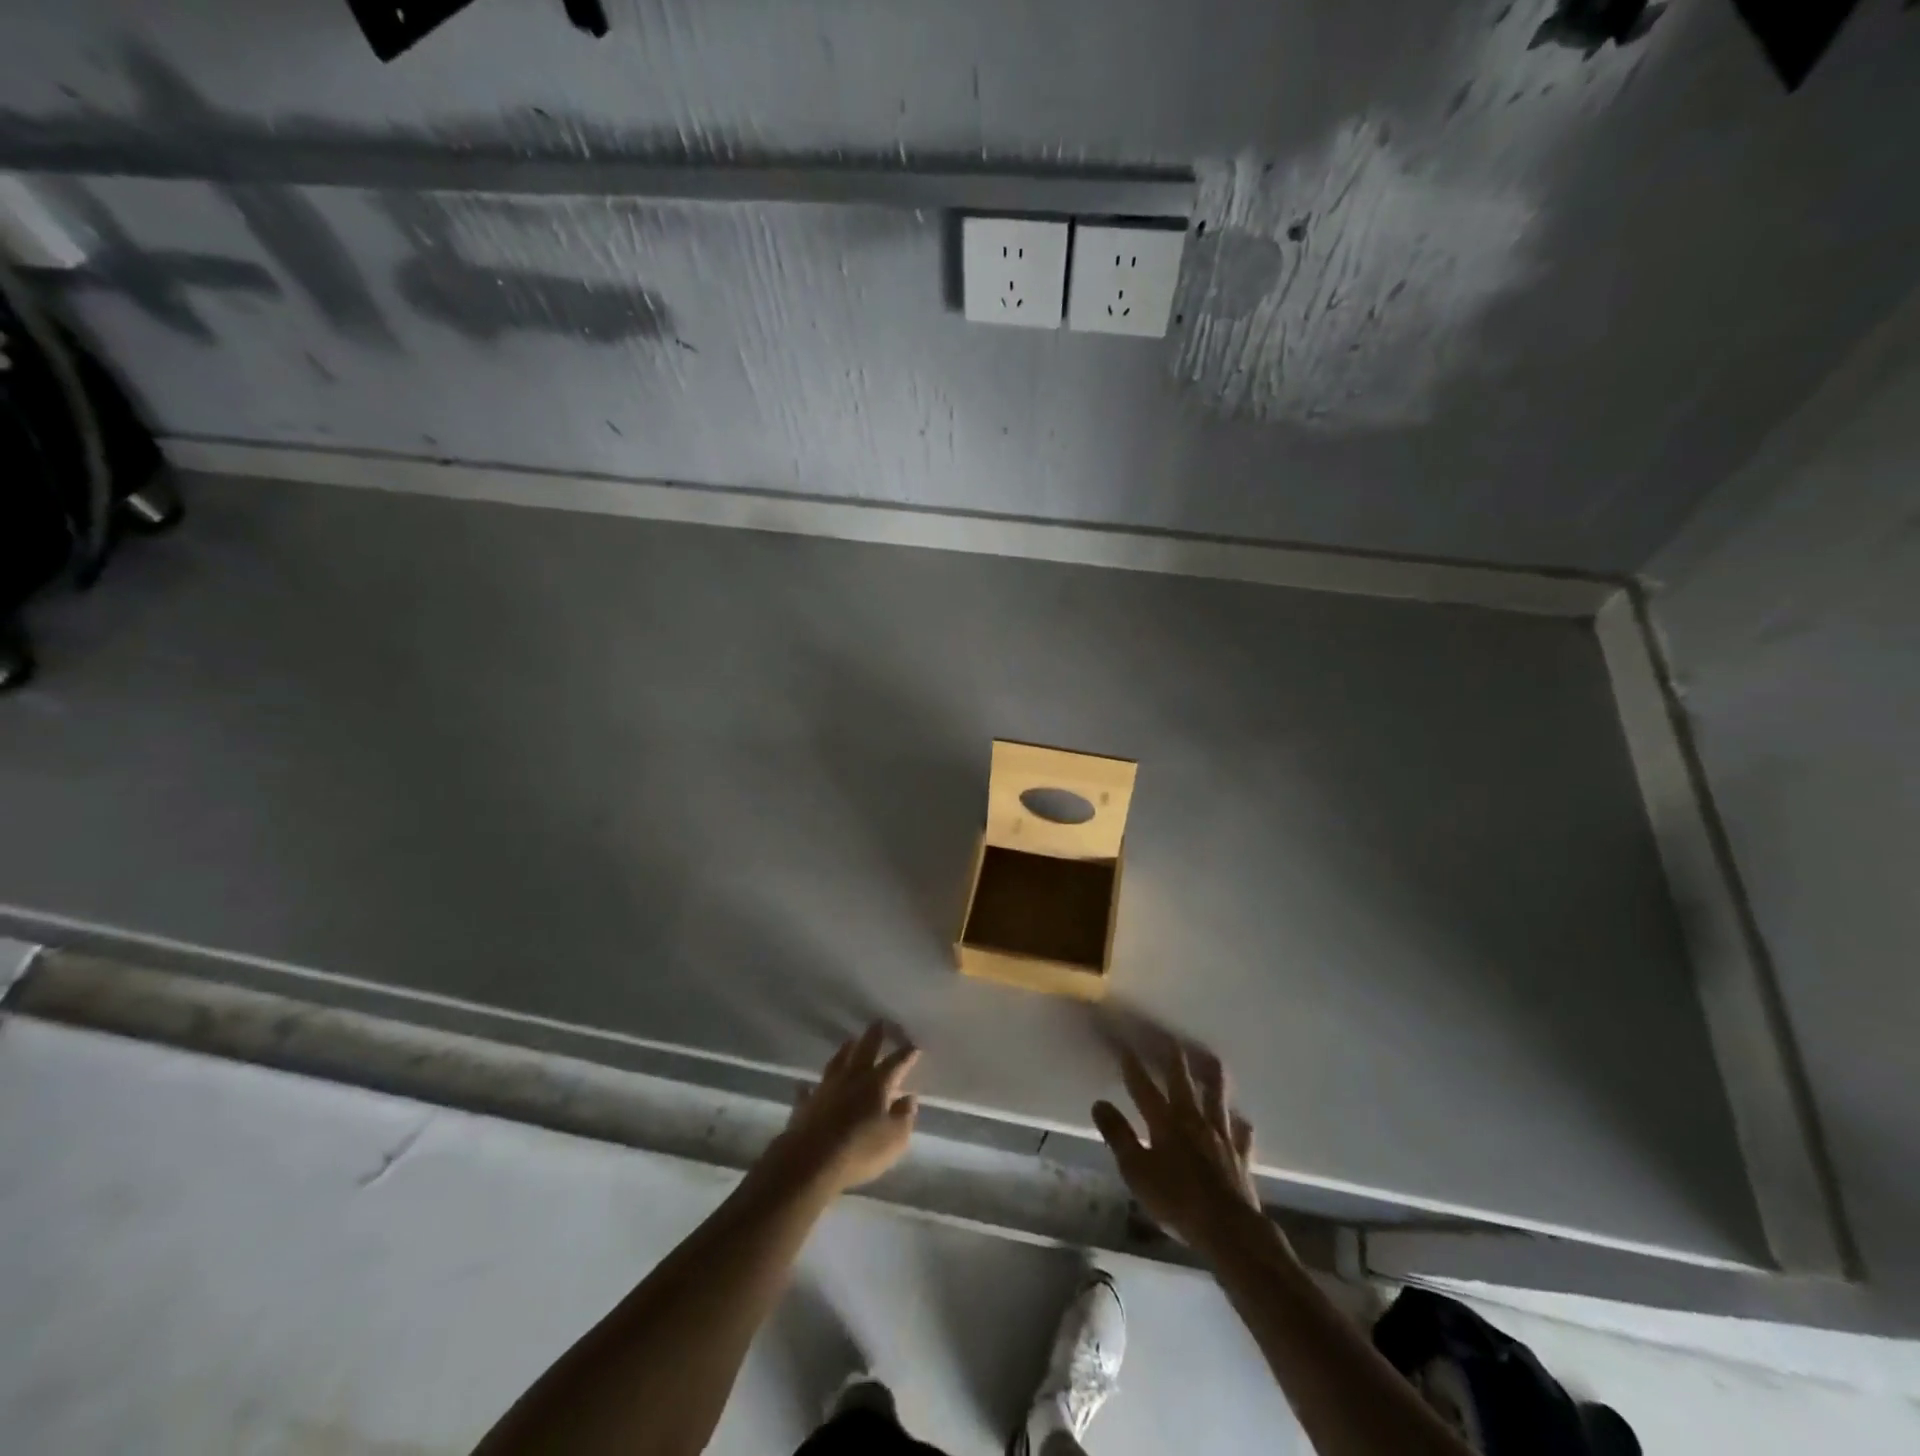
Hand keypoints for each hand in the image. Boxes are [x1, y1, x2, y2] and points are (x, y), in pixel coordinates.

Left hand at [767, 1023, 919, 1195]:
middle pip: (865, 1050)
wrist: (810, 1161)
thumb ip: (904, 1117)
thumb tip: (909, 1098)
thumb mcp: (894, 1139)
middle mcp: (852, 1078)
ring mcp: (826, 1089)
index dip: (907, 1054)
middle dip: (874, 1036)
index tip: (914, 1045)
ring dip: (844, 1051)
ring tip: (849, 1041)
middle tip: (879, 1021)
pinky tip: (804, 1085)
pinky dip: (808, 1088)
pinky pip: (807, 1092)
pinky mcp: (805, 1105)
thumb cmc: (860, 1150)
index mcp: (877, 1084)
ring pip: (837, 1063)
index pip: (896, 1063)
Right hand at [1092, 1045, 1261, 1250]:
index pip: (1143, 1086)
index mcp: (1164, 1122)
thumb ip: (1118, 1135)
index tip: (1124, 1046)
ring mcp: (1220, 1135)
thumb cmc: (1175, 1200)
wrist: (1228, 1229)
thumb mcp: (1136, 1171)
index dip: (1132, 1066)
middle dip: (1174, 1058)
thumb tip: (1099, 1103)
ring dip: (1213, 1077)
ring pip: (1217, 1097)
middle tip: (1171, 1039)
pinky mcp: (1241, 1155)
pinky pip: (1241, 1133)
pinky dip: (1240, 1124)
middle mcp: (1193, 1119)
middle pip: (1182, 1081)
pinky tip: (1241, 1120)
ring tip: (1212, 1060)